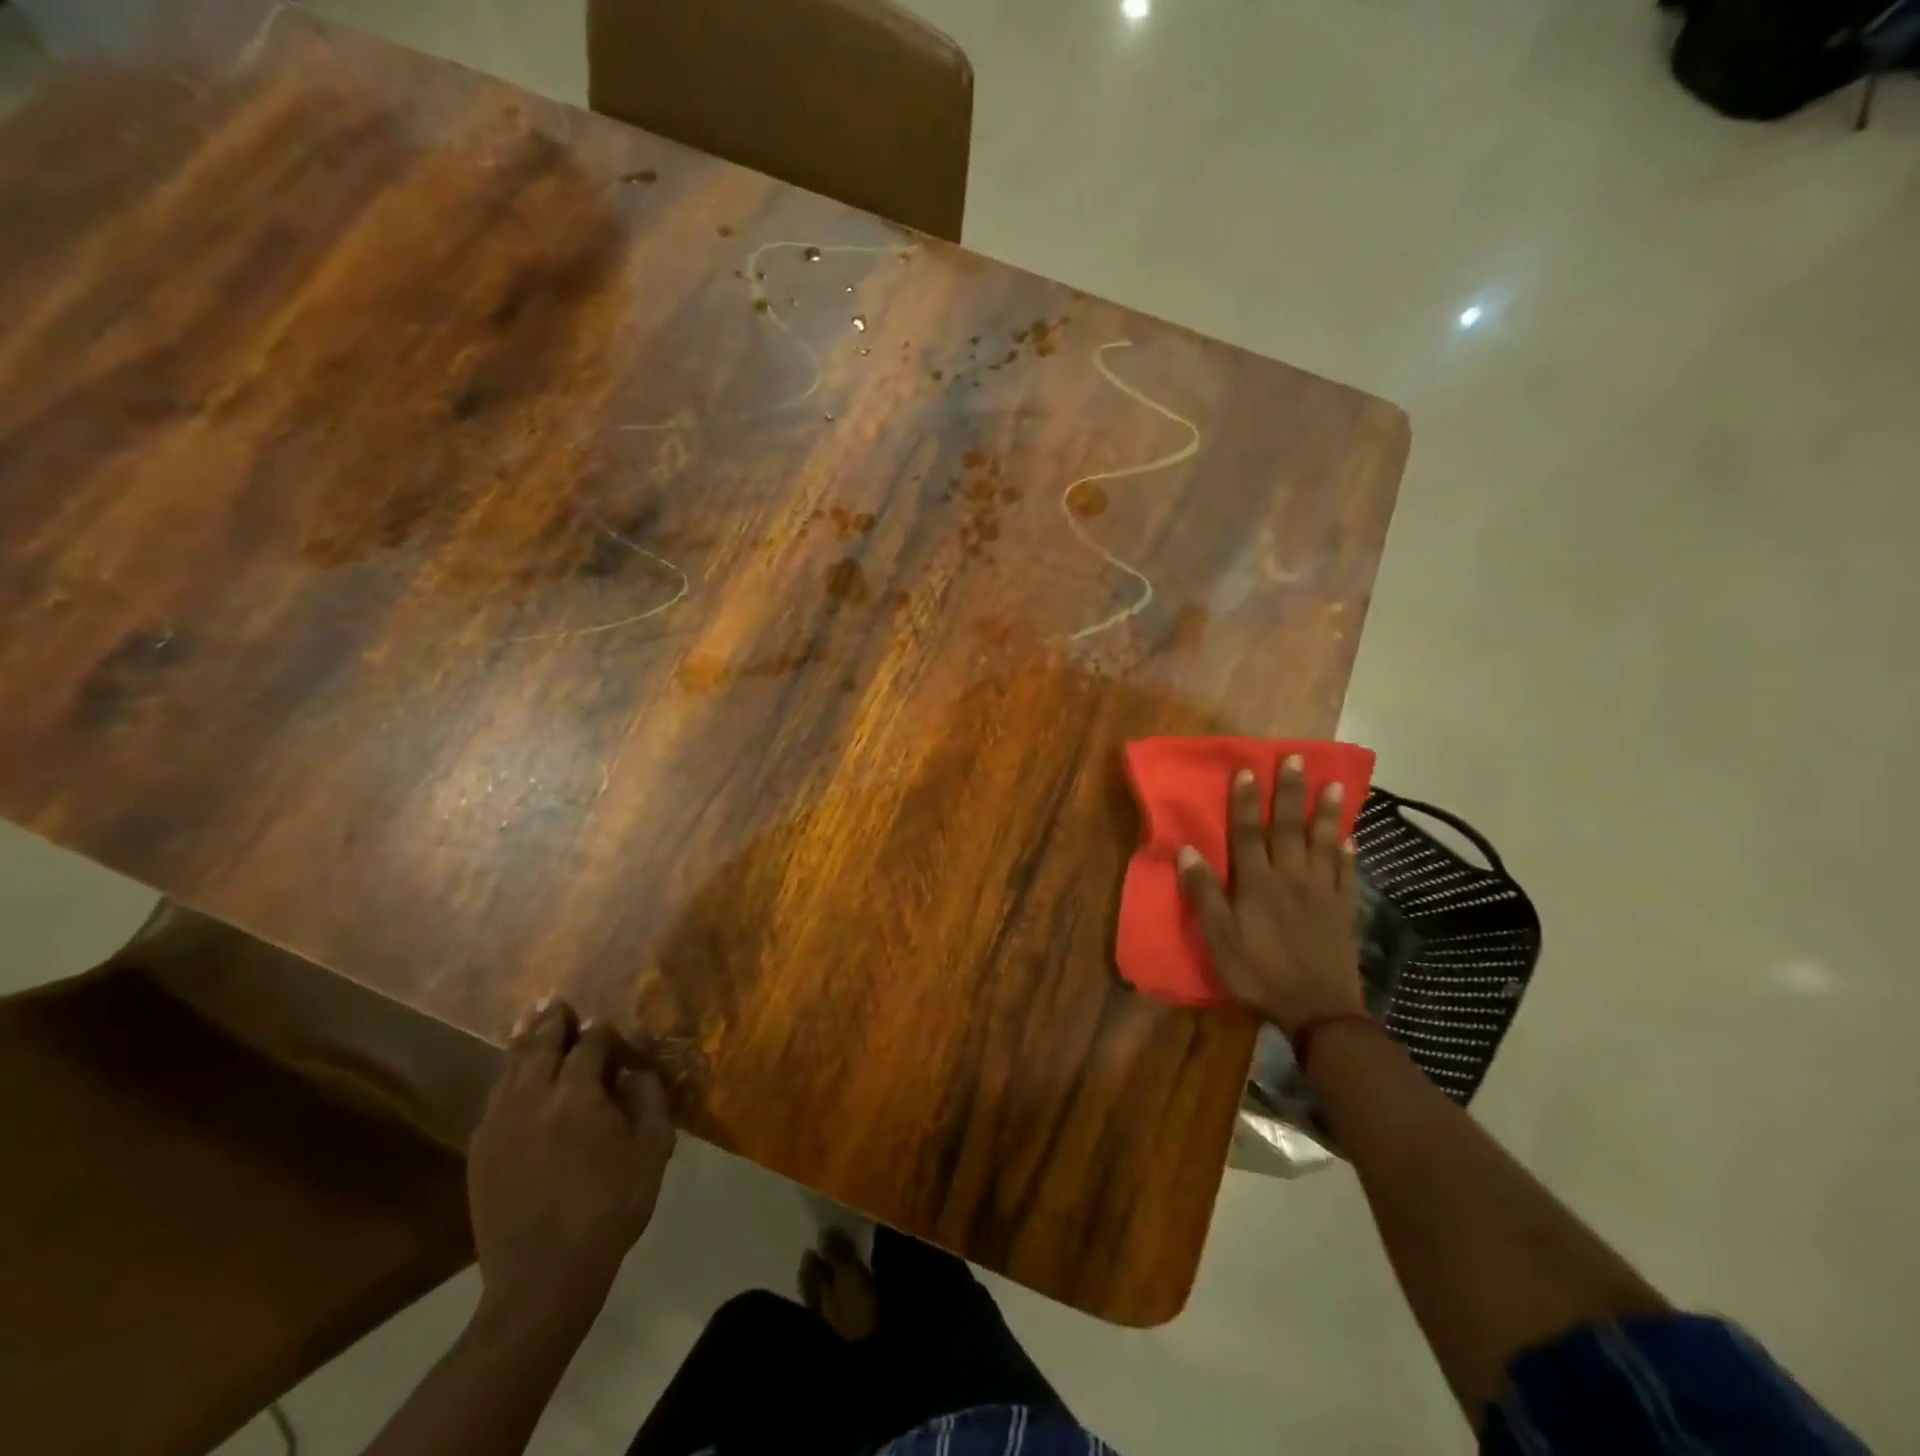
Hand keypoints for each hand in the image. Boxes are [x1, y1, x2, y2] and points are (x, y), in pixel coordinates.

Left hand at [468, 1000, 676, 1330]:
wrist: (542, 1280)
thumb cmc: (610, 1209)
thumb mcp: (651, 1151)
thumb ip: (648, 1099)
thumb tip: (635, 1068)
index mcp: (578, 1096)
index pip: (590, 1044)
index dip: (602, 1030)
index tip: (610, 1026)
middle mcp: (533, 1098)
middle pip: (539, 1044)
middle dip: (553, 1021)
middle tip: (558, 1003)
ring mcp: (499, 1125)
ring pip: (510, 1068)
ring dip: (525, 1043)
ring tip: (533, 1023)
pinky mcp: (480, 1151)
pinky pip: (494, 1098)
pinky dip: (508, 1078)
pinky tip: (515, 1078)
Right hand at [1177, 756, 1364, 1034]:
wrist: (1318, 1010)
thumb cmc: (1259, 973)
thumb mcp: (1219, 938)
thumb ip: (1204, 893)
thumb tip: (1186, 850)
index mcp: (1257, 882)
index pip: (1249, 832)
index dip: (1246, 801)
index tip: (1248, 770)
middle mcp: (1291, 877)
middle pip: (1289, 827)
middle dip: (1290, 792)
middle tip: (1297, 758)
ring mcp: (1322, 892)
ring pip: (1324, 842)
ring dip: (1327, 812)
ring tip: (1334, 785)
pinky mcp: (1343, 909)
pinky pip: (1347, 873)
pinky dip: (1348, 852)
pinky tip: (1351, 838)